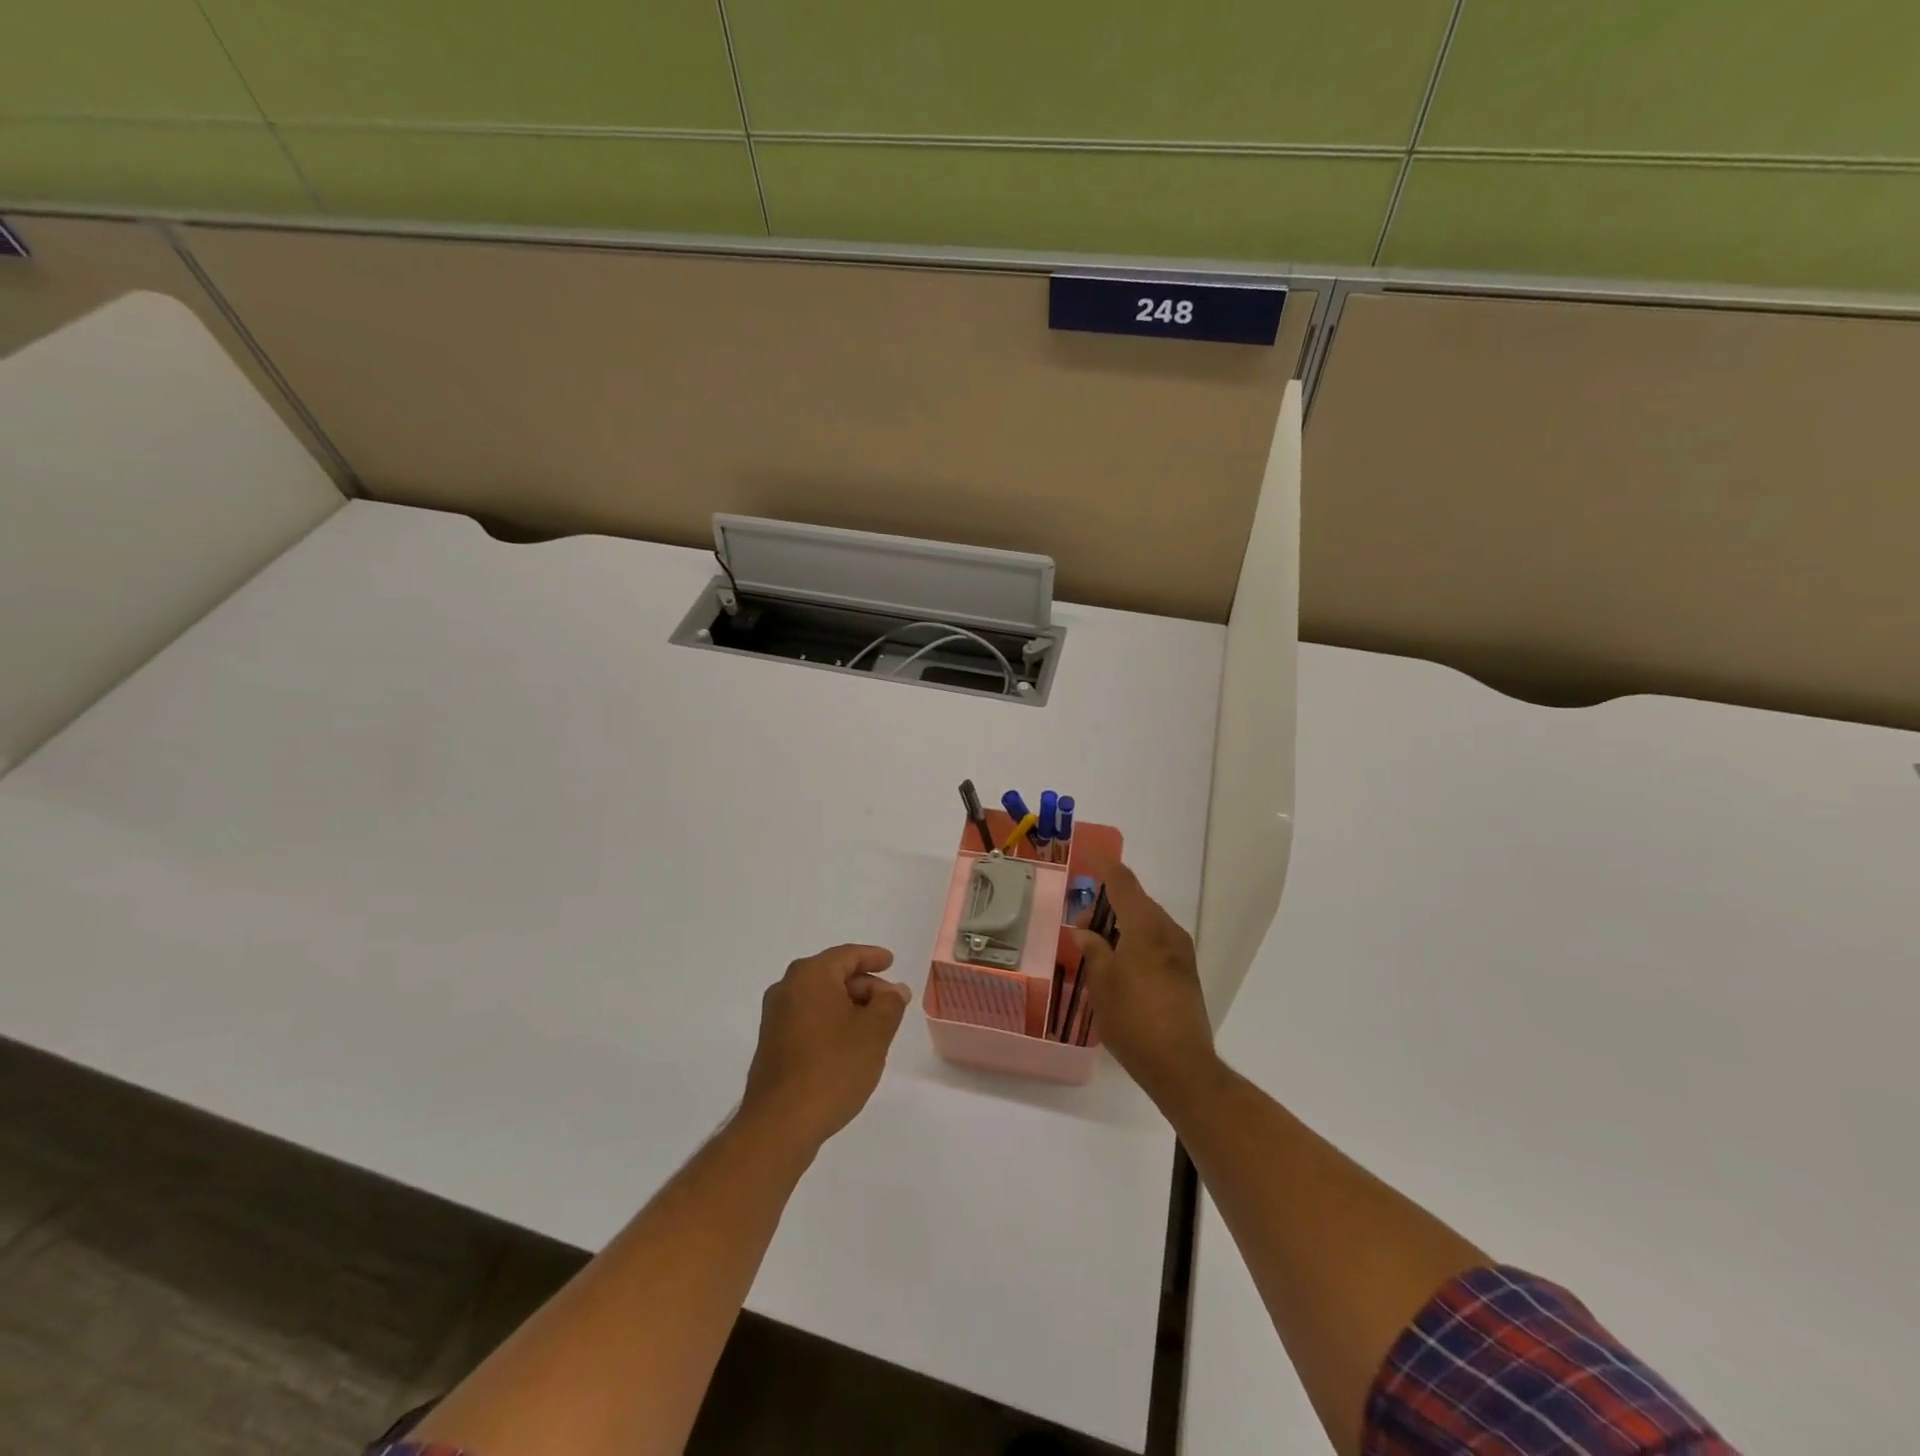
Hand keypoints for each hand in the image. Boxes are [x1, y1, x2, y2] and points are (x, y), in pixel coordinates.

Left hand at [741, 944, 911, 1149]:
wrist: (780, 1123)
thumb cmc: (833, 1068)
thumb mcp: (874, 1033)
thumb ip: (890, 1003)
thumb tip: (894, 990)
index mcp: (810, 975)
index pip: (847, 955)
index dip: (872, 957)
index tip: (890, 961)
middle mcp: (787, 988)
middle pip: (832, 974)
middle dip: (863, 985)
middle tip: (890, 1002)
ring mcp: (775, 1017)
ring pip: (820, 998)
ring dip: (848, 1005)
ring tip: (874, 1025)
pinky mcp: (772, 1043)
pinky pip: (808, 1018)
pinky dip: (830, 1021)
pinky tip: (848, 1044)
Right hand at [1072, 860, 1218, 1104]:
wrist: (1181, 1066)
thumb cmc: (1134, 1019)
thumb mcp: (1101, 982)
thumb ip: (1093, 949)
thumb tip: (1085, 932)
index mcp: (1146, 925)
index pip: (1123, 882)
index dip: (1104, 868)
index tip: (1088, 860)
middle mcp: (1168, 931)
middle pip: (1136, 902)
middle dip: (1107, 907)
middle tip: (1080, 928)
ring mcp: (1181, 953)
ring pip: (1147, 924)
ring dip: (1121, 928)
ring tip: (1096, 951)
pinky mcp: (1186, 974)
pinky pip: (1156, 944)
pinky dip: (1136, 944)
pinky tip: (1119, 968)